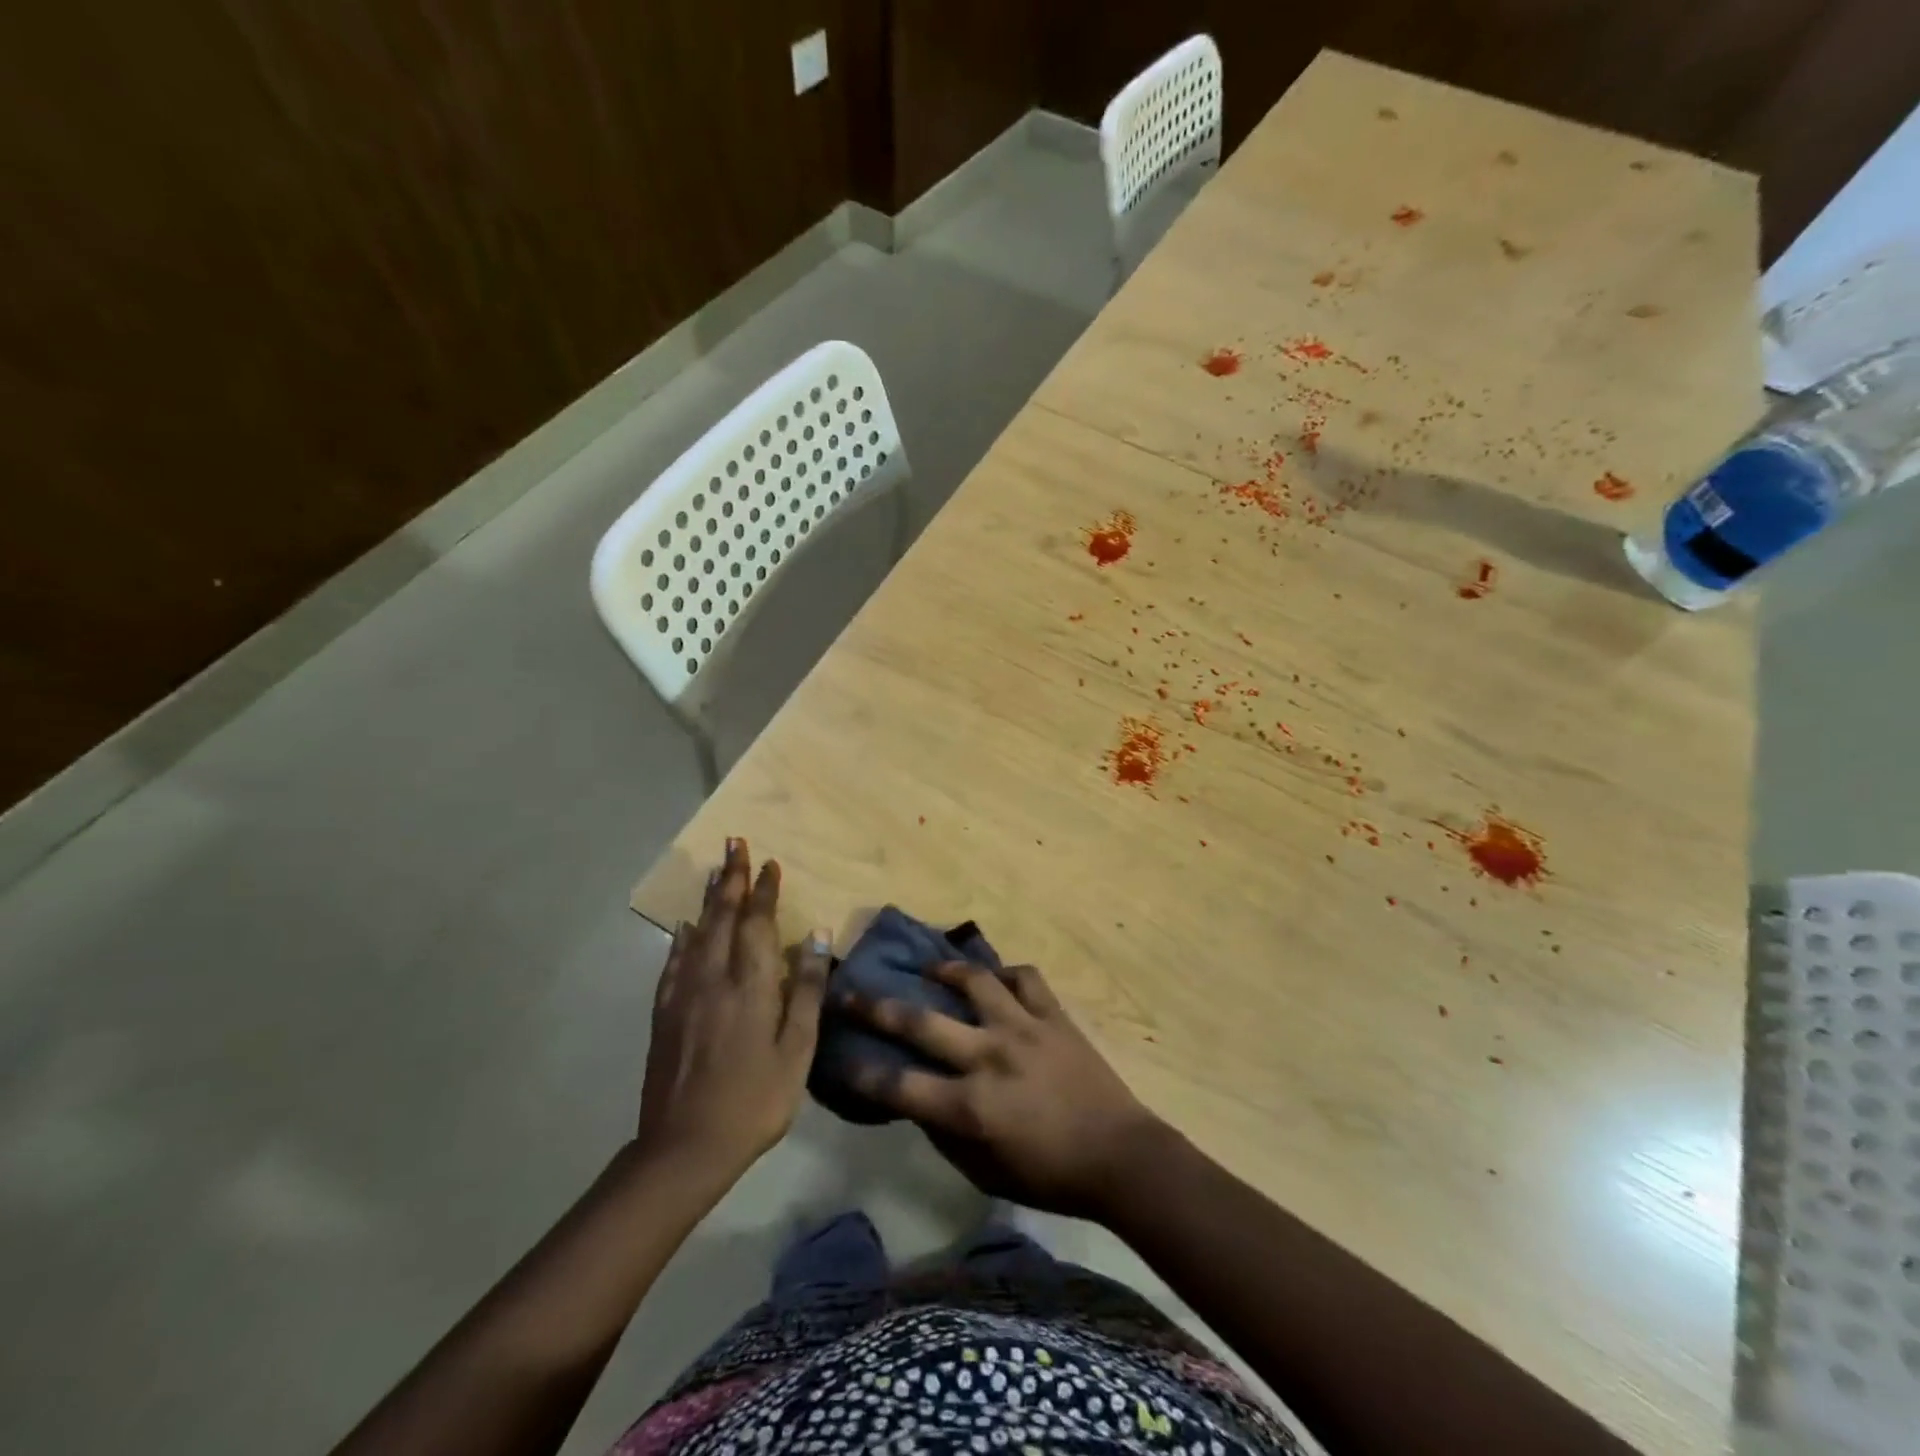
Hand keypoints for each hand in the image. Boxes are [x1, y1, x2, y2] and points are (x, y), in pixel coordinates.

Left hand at [635, 839, 828, 1180]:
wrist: (685, 1147)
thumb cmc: (755, 1100)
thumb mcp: (797, 1050)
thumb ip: (807, 990)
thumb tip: (816, 935)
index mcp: (750, 984)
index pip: (758, 922)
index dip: (764, 890)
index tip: (770, 863)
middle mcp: (713, 977)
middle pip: (723, 916)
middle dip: (732, 878)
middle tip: (735, 843)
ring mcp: (684, 994)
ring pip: (698, 932)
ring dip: (710, 899)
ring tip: (715, 871)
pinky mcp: (664, 1013)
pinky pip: (674, 961)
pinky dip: (683, 937)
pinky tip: (685, 926)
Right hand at [844, 960, 1165, 1217]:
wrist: (1119, 1155)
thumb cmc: (1049, 1175)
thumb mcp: (985, 1172)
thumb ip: (945, 1135)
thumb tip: (917, 1101)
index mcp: (969, 1106)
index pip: (898, 1085)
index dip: (861, 1072)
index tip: (839, 1057)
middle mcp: (988, 1057)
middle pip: (920, 1023)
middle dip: (876, 1007)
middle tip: (851, 991)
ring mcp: (1023, 1028)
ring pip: (974, 981)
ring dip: (944, 970)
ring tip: (929, 968)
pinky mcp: (1053, 1015)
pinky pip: (1024, 978)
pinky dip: (1006, 974)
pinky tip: (995, 979)